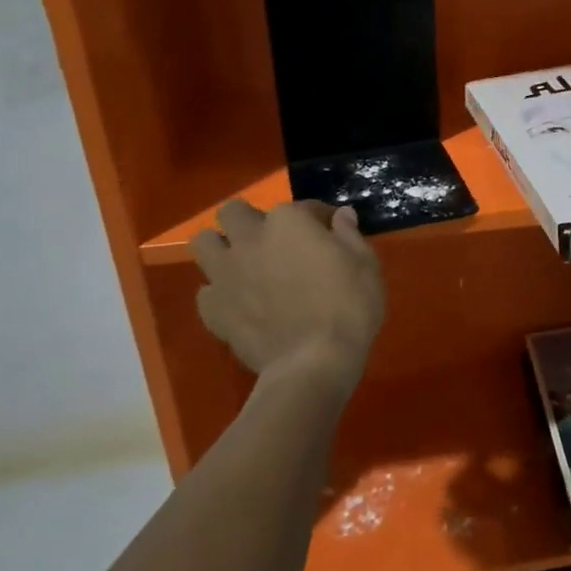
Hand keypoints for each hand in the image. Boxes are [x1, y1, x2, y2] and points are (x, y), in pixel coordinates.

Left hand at [190, 200, 384, 395]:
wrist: (313, 364)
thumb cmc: (348, 307)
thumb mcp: (366, 265)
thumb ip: (349, 234)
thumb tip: (341, 216)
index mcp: (289, 221)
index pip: (304, 206)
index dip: (319, 219)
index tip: (331, 235)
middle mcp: (250, 238)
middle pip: (234, 212)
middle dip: (251, 220)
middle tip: (275, 242)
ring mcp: (226, 274)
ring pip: (204, 243)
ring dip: (222, 248)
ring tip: (245, 264)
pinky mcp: (213, 310)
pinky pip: (207, 291)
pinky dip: (221, 293)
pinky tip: (241, 304)